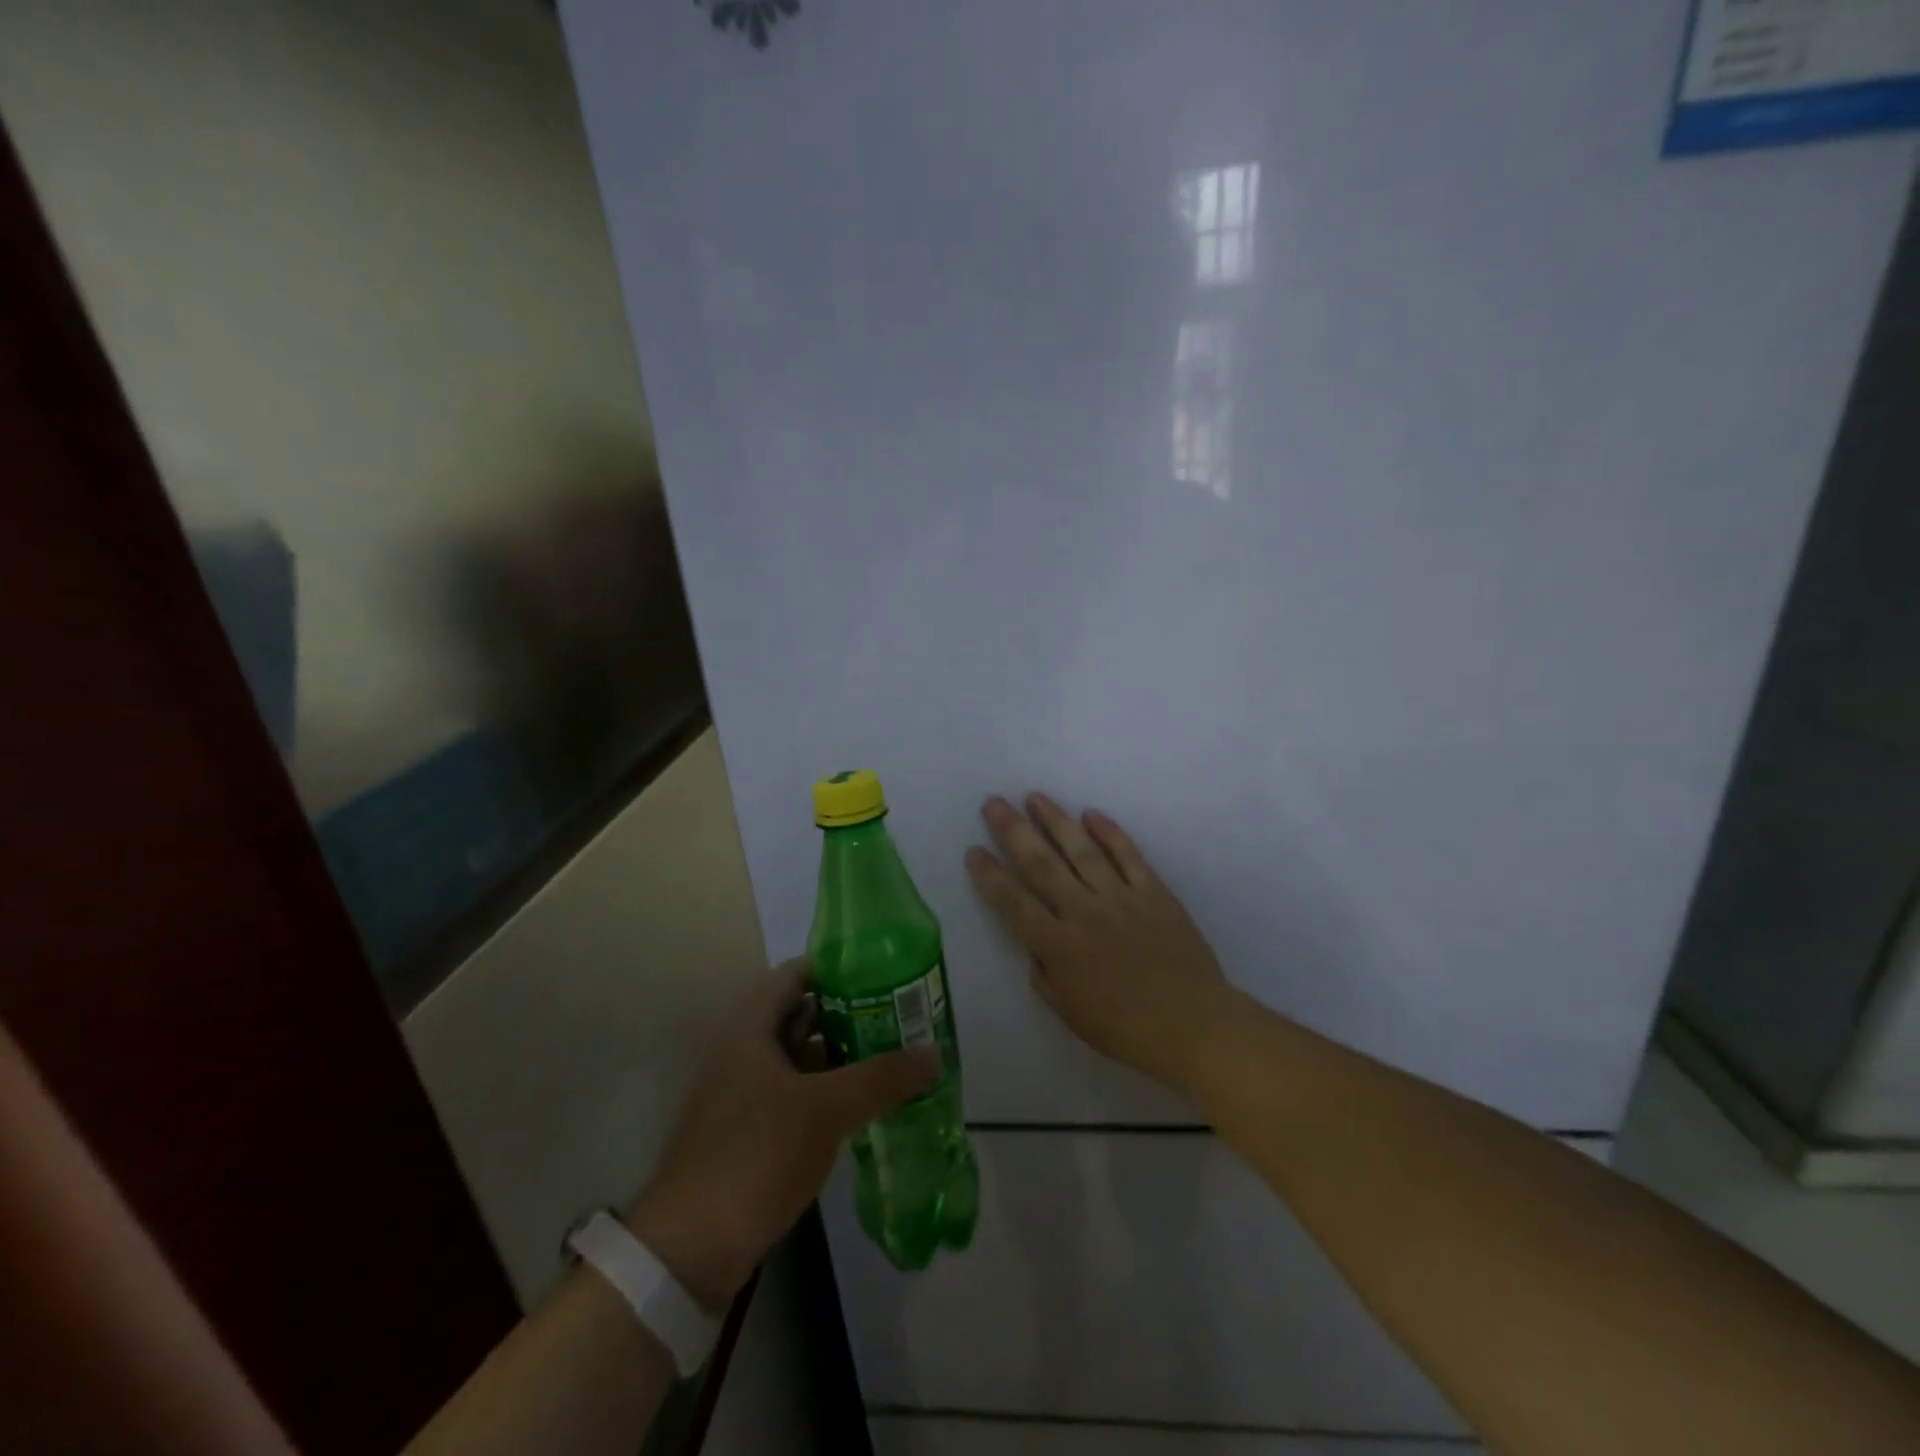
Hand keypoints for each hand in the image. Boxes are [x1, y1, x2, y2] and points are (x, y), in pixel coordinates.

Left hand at [624, 962, 939, 1308]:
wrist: (689, 1251)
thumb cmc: (755, 1155)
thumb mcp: (825, 1110)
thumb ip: (882, 1077)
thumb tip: (935, 1053)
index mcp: (750, 1027)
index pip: (796, 974)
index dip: (838, 968)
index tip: (883, 973)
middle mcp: (743, 1049)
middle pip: (802, 1014)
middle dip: (850, 1013)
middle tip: (900, 1016)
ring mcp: (743, 1091)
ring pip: (801, 1057)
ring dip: (842, 1055)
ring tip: (893, 1055)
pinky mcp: (749, 1130)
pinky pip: (796, 1092)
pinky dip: (828, 1090)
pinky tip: (865, 1102)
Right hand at [965, 794, 1232, 1096]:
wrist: (1193, 1024)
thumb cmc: (1125, 1027)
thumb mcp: (1070, 1013)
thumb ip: (1045, 976)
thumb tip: (1034, 945)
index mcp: (1059, 946)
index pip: (1013, 902)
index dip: (990, 875)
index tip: (973, 850)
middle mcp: (1084, 912)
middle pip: (1041, 864)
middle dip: (1013, 831)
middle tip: (994, 803)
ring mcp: (1121, 897)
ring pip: (1081, 850)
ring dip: (1055, 820)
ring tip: (1035, 797)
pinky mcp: (1154, 892)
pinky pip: (1128, 855)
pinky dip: (1110, 832)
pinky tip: (1091, 814)